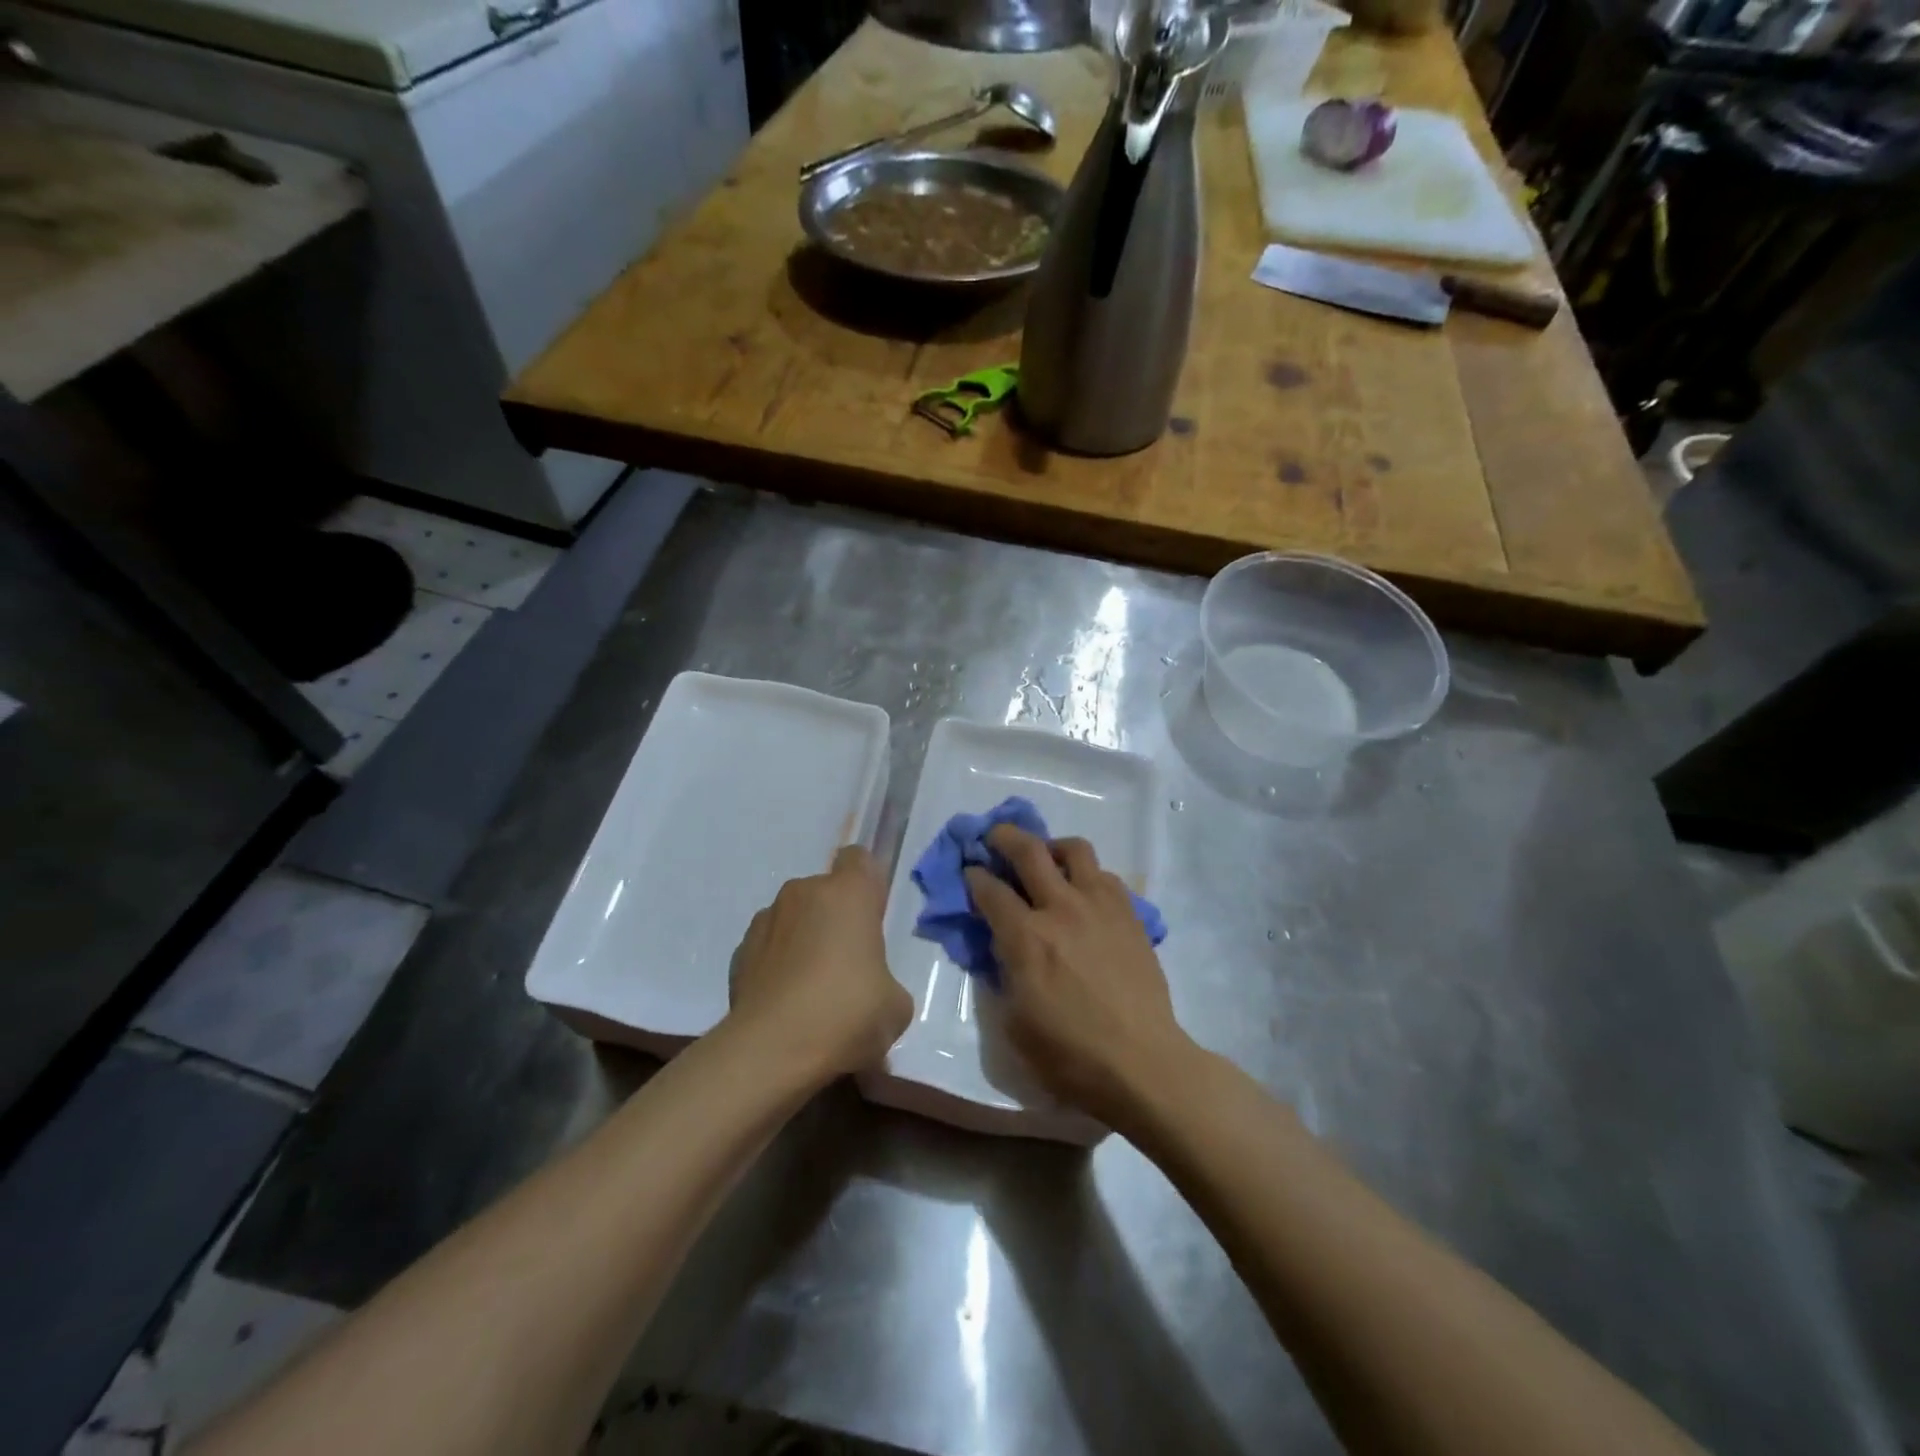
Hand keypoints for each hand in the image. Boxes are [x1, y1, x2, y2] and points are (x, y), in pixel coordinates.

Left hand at [727, 845, 912, 1080]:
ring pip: (794, 918)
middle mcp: (803, 893)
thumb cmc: (846, 1014)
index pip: (859, 859)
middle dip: (835, 919)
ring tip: (811, 991)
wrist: (771, 1052)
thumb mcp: (895, 1007)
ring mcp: (765, 920)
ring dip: (804, 940)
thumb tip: (872, 991)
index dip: (867, 885)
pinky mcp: (738, 952)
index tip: (872, 918)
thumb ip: (886, 983)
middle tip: (848, 966)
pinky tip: (785, 1004)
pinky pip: (768, 948)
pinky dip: (777, 965)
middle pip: (825, 892)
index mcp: (848, 894)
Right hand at [965, 825, 1193, 1123]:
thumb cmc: (1070, 1055)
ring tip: (1046, 858)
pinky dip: (1088, 874)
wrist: (1142, 1063)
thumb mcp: (1015, 1022)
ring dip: (1052, 846)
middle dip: (1005, 837)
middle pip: (1029, 850)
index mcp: (1027, 938)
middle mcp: (1062, 908)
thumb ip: (1003, 973)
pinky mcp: (1130, 915)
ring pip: (1075, 849)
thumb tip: (1002, 945)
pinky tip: (1083, 893)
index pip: (991, 890)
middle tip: (995, 837)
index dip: (974, 876)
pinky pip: (1105, 876)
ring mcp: (1100, 906)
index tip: (969, 872)